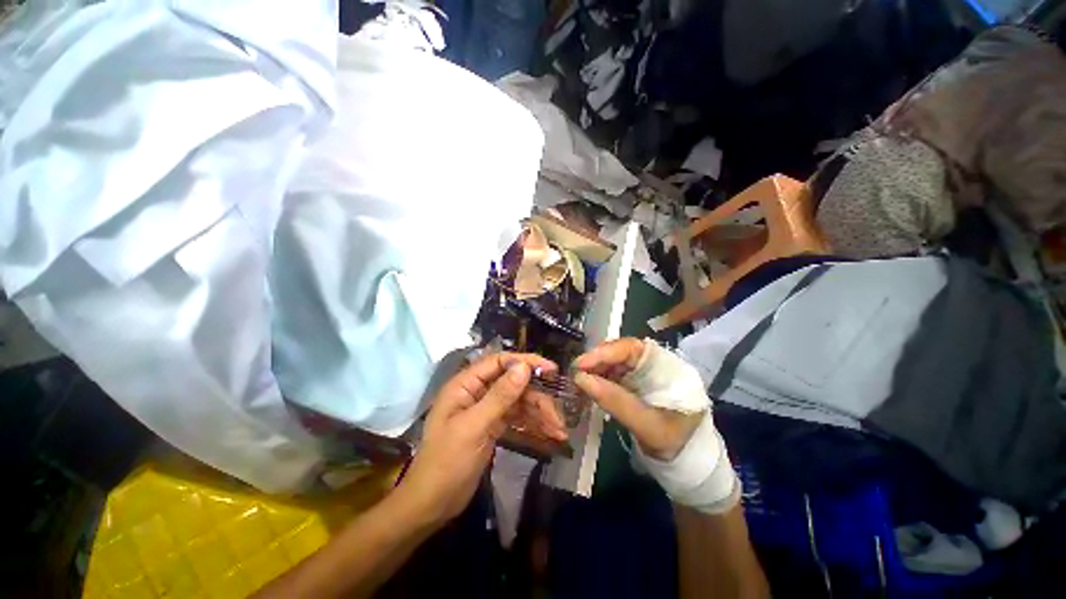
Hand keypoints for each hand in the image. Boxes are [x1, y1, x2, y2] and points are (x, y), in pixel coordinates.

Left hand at [394, 352, 558, 526]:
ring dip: (540, 413)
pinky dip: (533, 424)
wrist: (432, 505)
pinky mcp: (493, 426)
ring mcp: (486, 409)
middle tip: (558, 415)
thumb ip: (500, 396)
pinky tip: (549, 434)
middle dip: (538, 397)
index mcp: (466, 385)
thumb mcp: (474, 427)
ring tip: (559, 431)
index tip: (551, 369)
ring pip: (519, 401)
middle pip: (514, 383)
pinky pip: (517, 417)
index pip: (499, 362)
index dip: (525, 362)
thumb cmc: (446, 463)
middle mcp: (477, 392)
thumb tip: (524, 367)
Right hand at [574, 338, 740, 513]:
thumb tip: (581, 379)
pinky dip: (599, 377)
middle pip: (622, 351)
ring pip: (615, 361)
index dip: (606, 352)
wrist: (686, 462)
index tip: (582, 363)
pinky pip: (614, 373)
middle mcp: (655, 363)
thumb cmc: (674, 444)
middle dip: (597, 359)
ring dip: (596, 368)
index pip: (634, 348)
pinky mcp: (636, 381)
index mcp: (669, 368)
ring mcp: (645, 372)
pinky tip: (588, 384)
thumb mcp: (647, 426)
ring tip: (579, 378)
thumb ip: (616, 402)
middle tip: (576, 371)